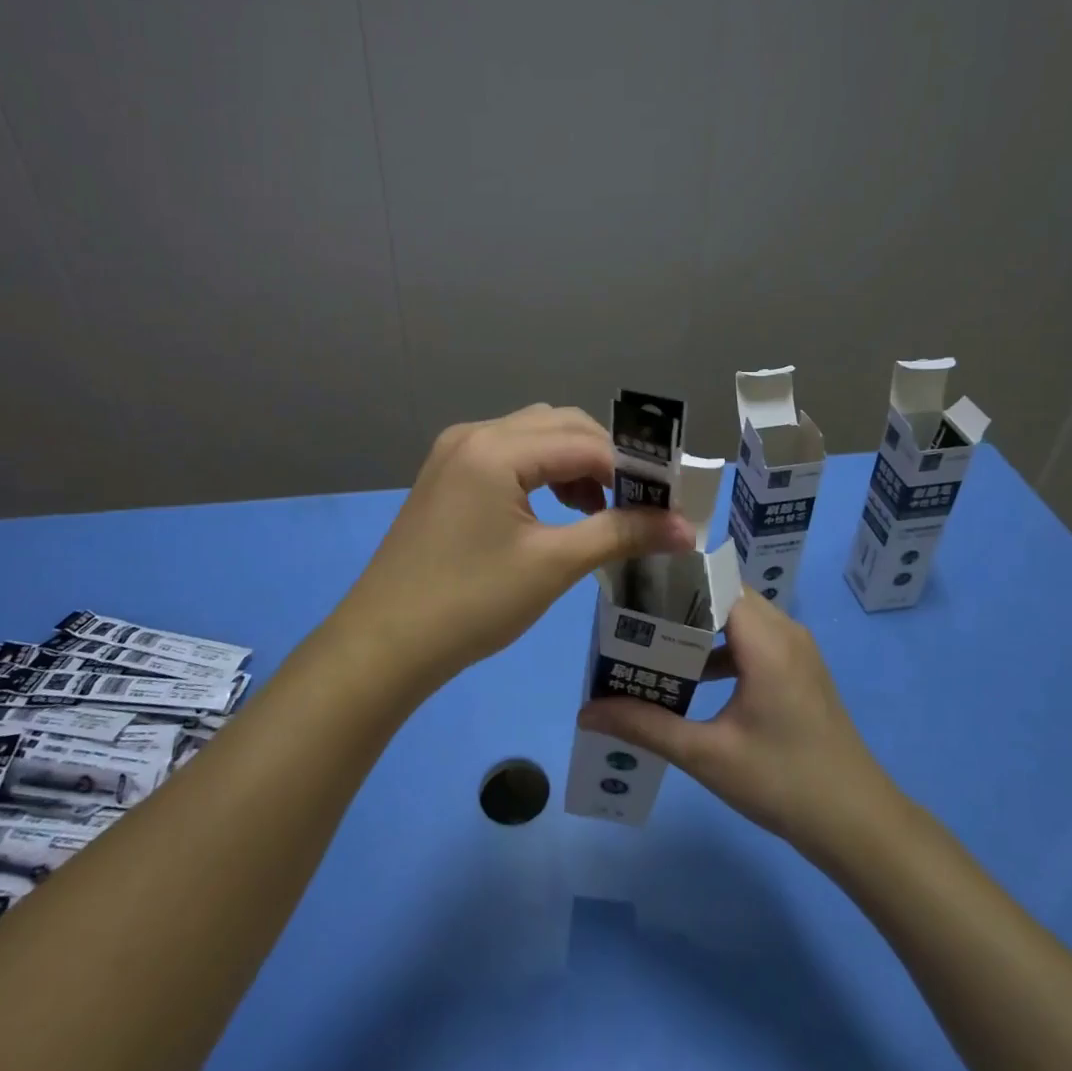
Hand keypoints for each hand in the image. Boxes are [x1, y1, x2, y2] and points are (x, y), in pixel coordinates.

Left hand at [332, 404, 695, 688]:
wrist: (385, 644)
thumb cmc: (471, 604)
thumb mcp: (553, 565)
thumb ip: (621, 534)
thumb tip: (686, 528)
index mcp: (496, 448)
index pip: (585, 441)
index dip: (633, 469)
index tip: (668, 502)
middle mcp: (474, 434)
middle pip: (560, 426)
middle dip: (605, 459)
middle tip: (638, 504)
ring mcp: (455, 452)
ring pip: (534, 436)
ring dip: (574, 463)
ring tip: (599, 509)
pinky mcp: (447, 474)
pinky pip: (509, 454)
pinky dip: (542, 472)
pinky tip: (557, 508)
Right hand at [578, 591, 900, 858]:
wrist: (861, 826)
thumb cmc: (784, 783)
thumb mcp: (708, 756)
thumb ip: (646, 726)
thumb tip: (586, 712)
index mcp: (766, 639)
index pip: (713, 579)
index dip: (673, 575)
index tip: (631, 583)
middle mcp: (784, 631)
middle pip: (723, 594)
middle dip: (677, 601)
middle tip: (630, 616)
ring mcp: (796, 650)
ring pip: (738, 617)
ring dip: (698, 625)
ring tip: (650, 641)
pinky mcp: (799, 671)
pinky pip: (752, 639)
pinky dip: (719, 647)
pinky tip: (690, 677)